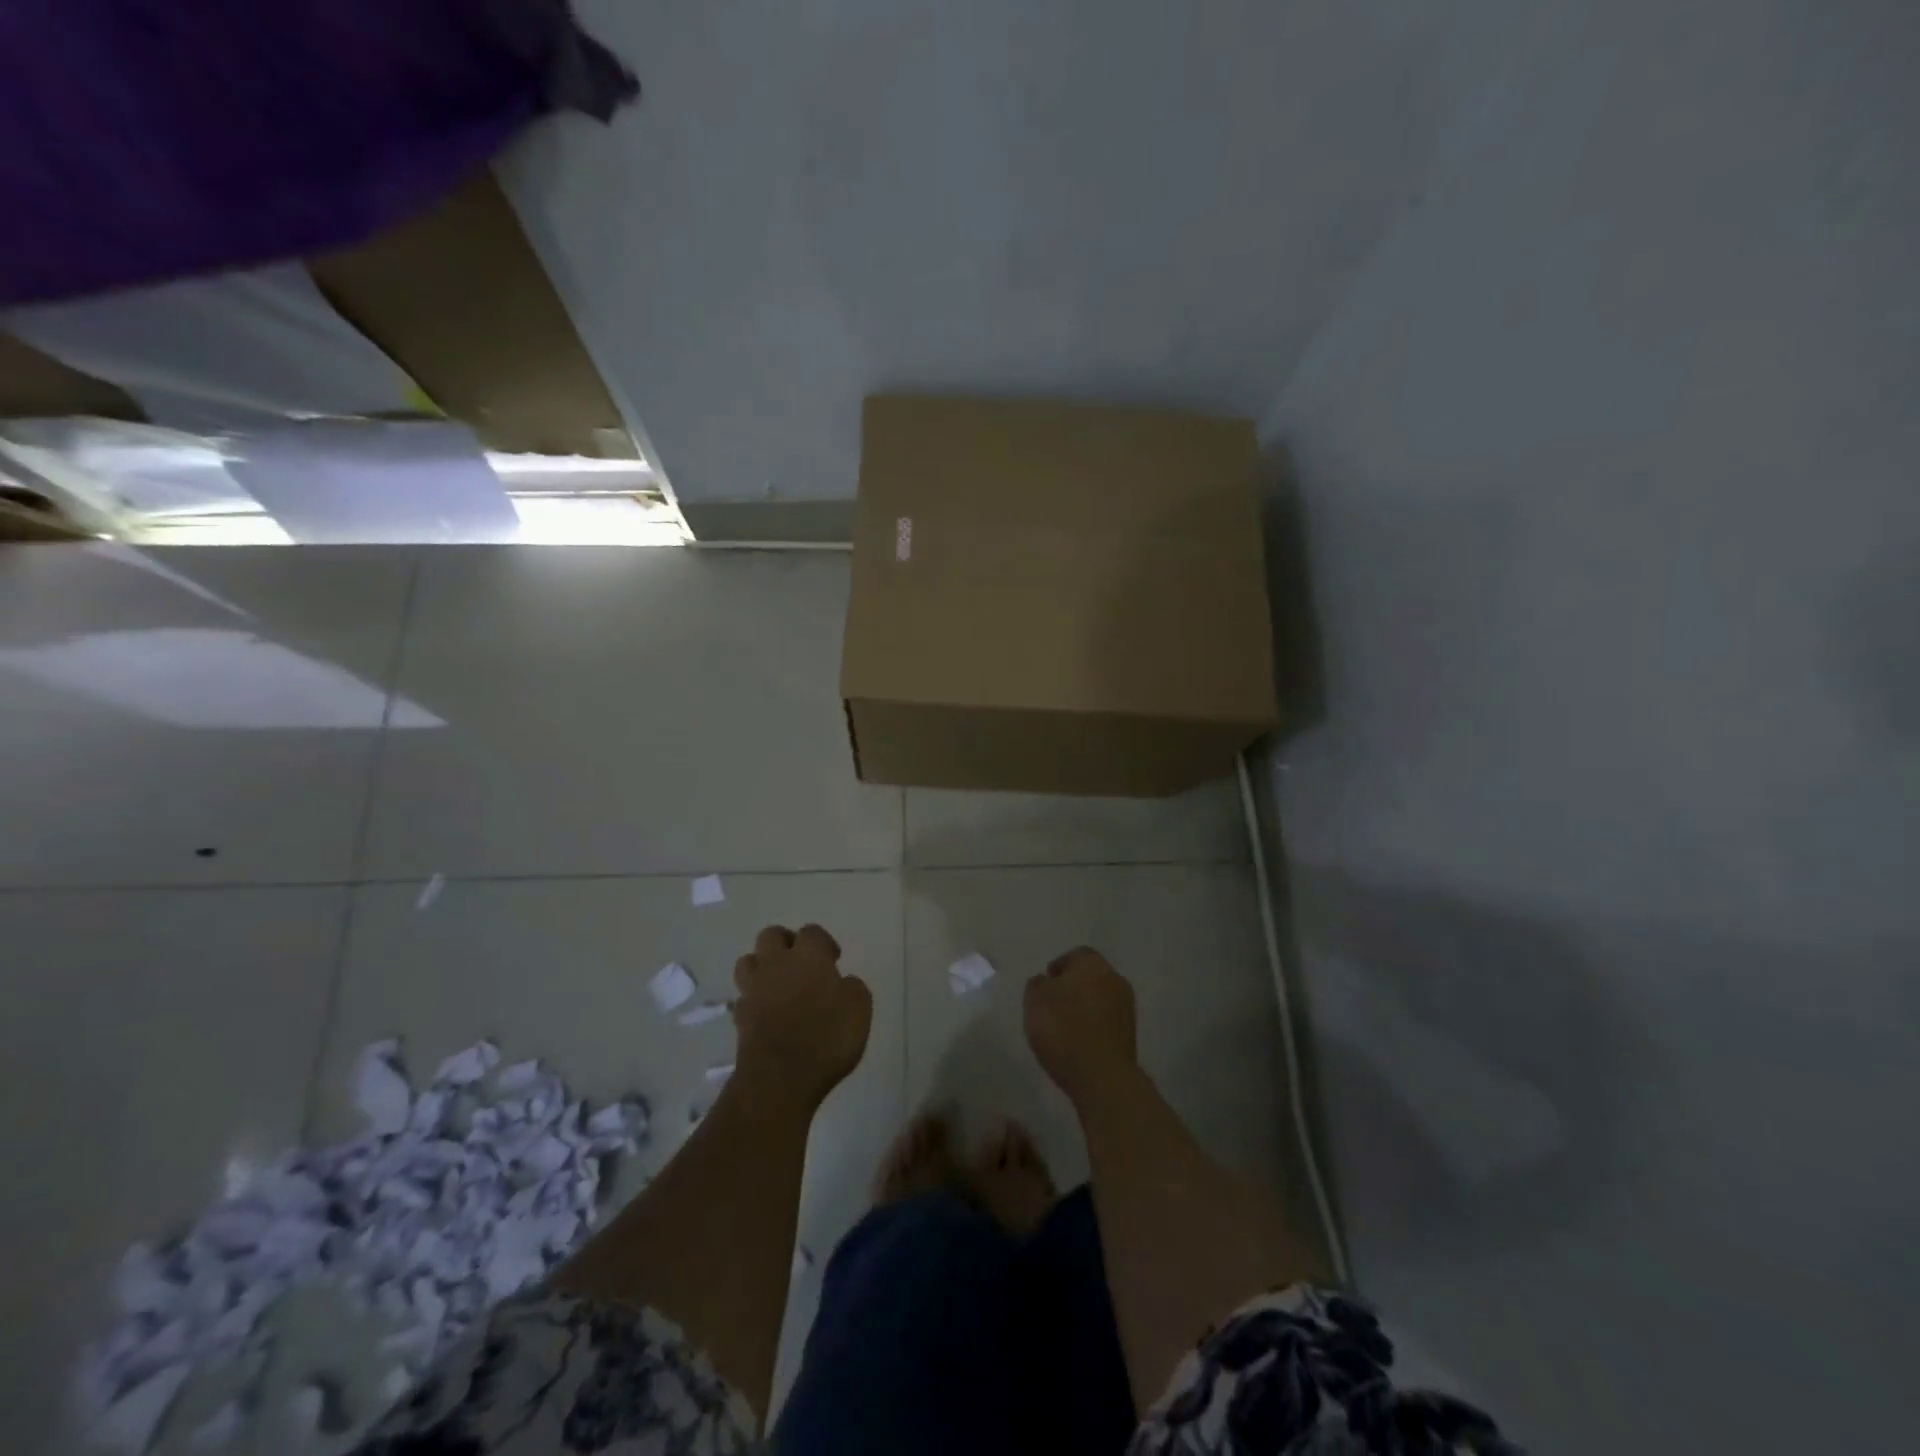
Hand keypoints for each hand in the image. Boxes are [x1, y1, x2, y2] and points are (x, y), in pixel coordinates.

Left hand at [732, 924, 872, 1112]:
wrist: (779, 1078)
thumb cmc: (826, 1038)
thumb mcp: (859, 1009)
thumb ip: (852, 988)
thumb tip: (842, 982)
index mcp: (809, 956)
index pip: (812, 932)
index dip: (824, 942)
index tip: (834, 960)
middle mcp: (777, 964)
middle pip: (771, 935)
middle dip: (785, 942)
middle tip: (801, 962)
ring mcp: (753, 989)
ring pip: (748, 961)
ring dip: (762, 966)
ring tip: (778, 983)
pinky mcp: (739, 1017)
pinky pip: (743, 996)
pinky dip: (754, 999)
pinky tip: (767, 1012)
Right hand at [1024, 946, 1138, 1106]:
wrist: (1101, 1076)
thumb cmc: (1063, 1028)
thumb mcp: (1035, 1000)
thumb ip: (1038, 984)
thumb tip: (1046, 982)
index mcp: (1093, 964)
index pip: (1075, 956)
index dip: (1058, 968)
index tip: (1044, 986)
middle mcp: (1115, 979)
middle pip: (1090, 977)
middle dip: (1072, 988)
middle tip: (1052, 1006)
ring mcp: (1126, 1009)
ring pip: (1099, 1000)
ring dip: (1084, 1009)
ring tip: (1062, 1029)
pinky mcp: (1130, 1036)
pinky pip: (1106, 1022)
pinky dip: (1093, 1027)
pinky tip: (1077, 1043)